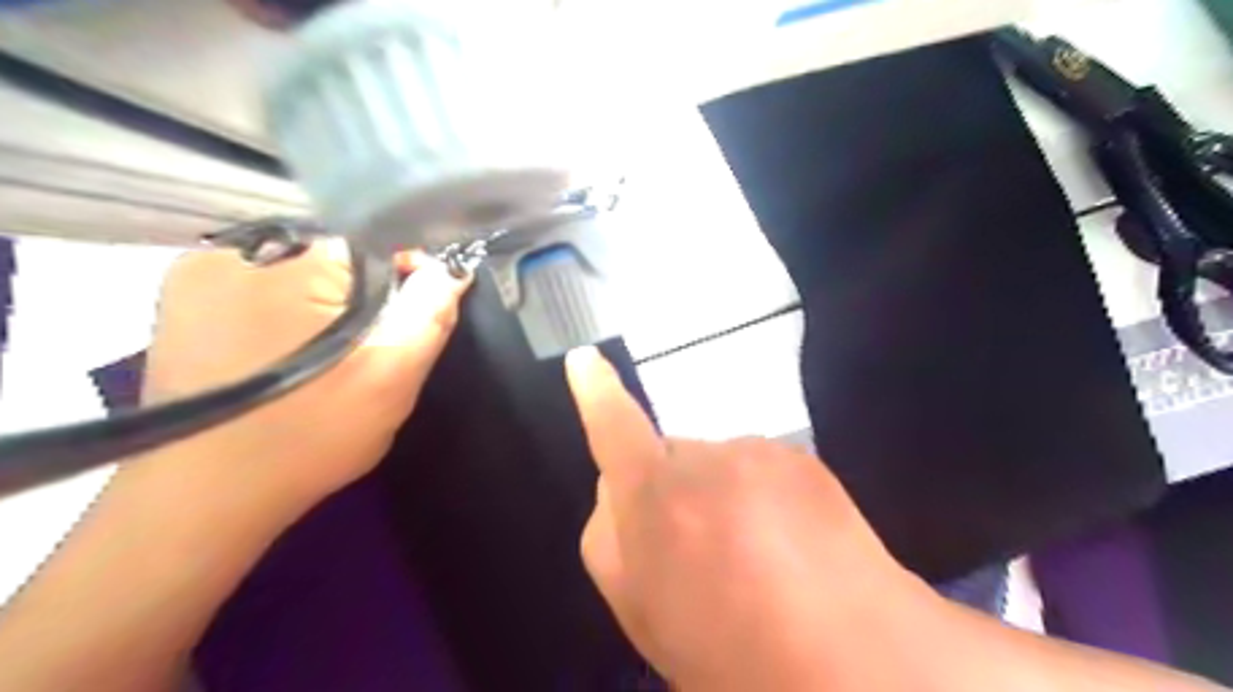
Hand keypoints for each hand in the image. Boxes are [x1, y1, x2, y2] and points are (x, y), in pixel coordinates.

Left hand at [140, 243, 470, 518]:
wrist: (205, 496)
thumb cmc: (311, 433)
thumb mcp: (394, 374)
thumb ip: (431, 312)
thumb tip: (451, 269)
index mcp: (303, 258)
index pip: (382, 237)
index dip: (412, 273)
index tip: (417, 317)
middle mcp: (246, 246)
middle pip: (340, 252)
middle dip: (369, 290)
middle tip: (371, 347)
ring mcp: (202, 270)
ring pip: (300, 268)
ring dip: (327, 299)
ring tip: (329, 354)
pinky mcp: (180, 299)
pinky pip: (259, 284)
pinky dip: (285, 307)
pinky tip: (287, 350)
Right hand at [564, 349, 934, 689]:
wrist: (852, 663)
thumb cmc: (728, 648)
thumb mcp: (640, 608)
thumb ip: (610, 537)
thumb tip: (615, 487)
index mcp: (654, 498)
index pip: (613, 428)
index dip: (596, 393)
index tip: (585, 360)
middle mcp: (704, 459)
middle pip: (670, 458)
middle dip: (672, 489)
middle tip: (701, 553)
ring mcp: (758, 454)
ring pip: (719, 464)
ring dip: (722, 495)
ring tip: (756, 561)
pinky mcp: (802, 457)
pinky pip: (762, 468)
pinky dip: (764, 496)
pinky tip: (791, 547)